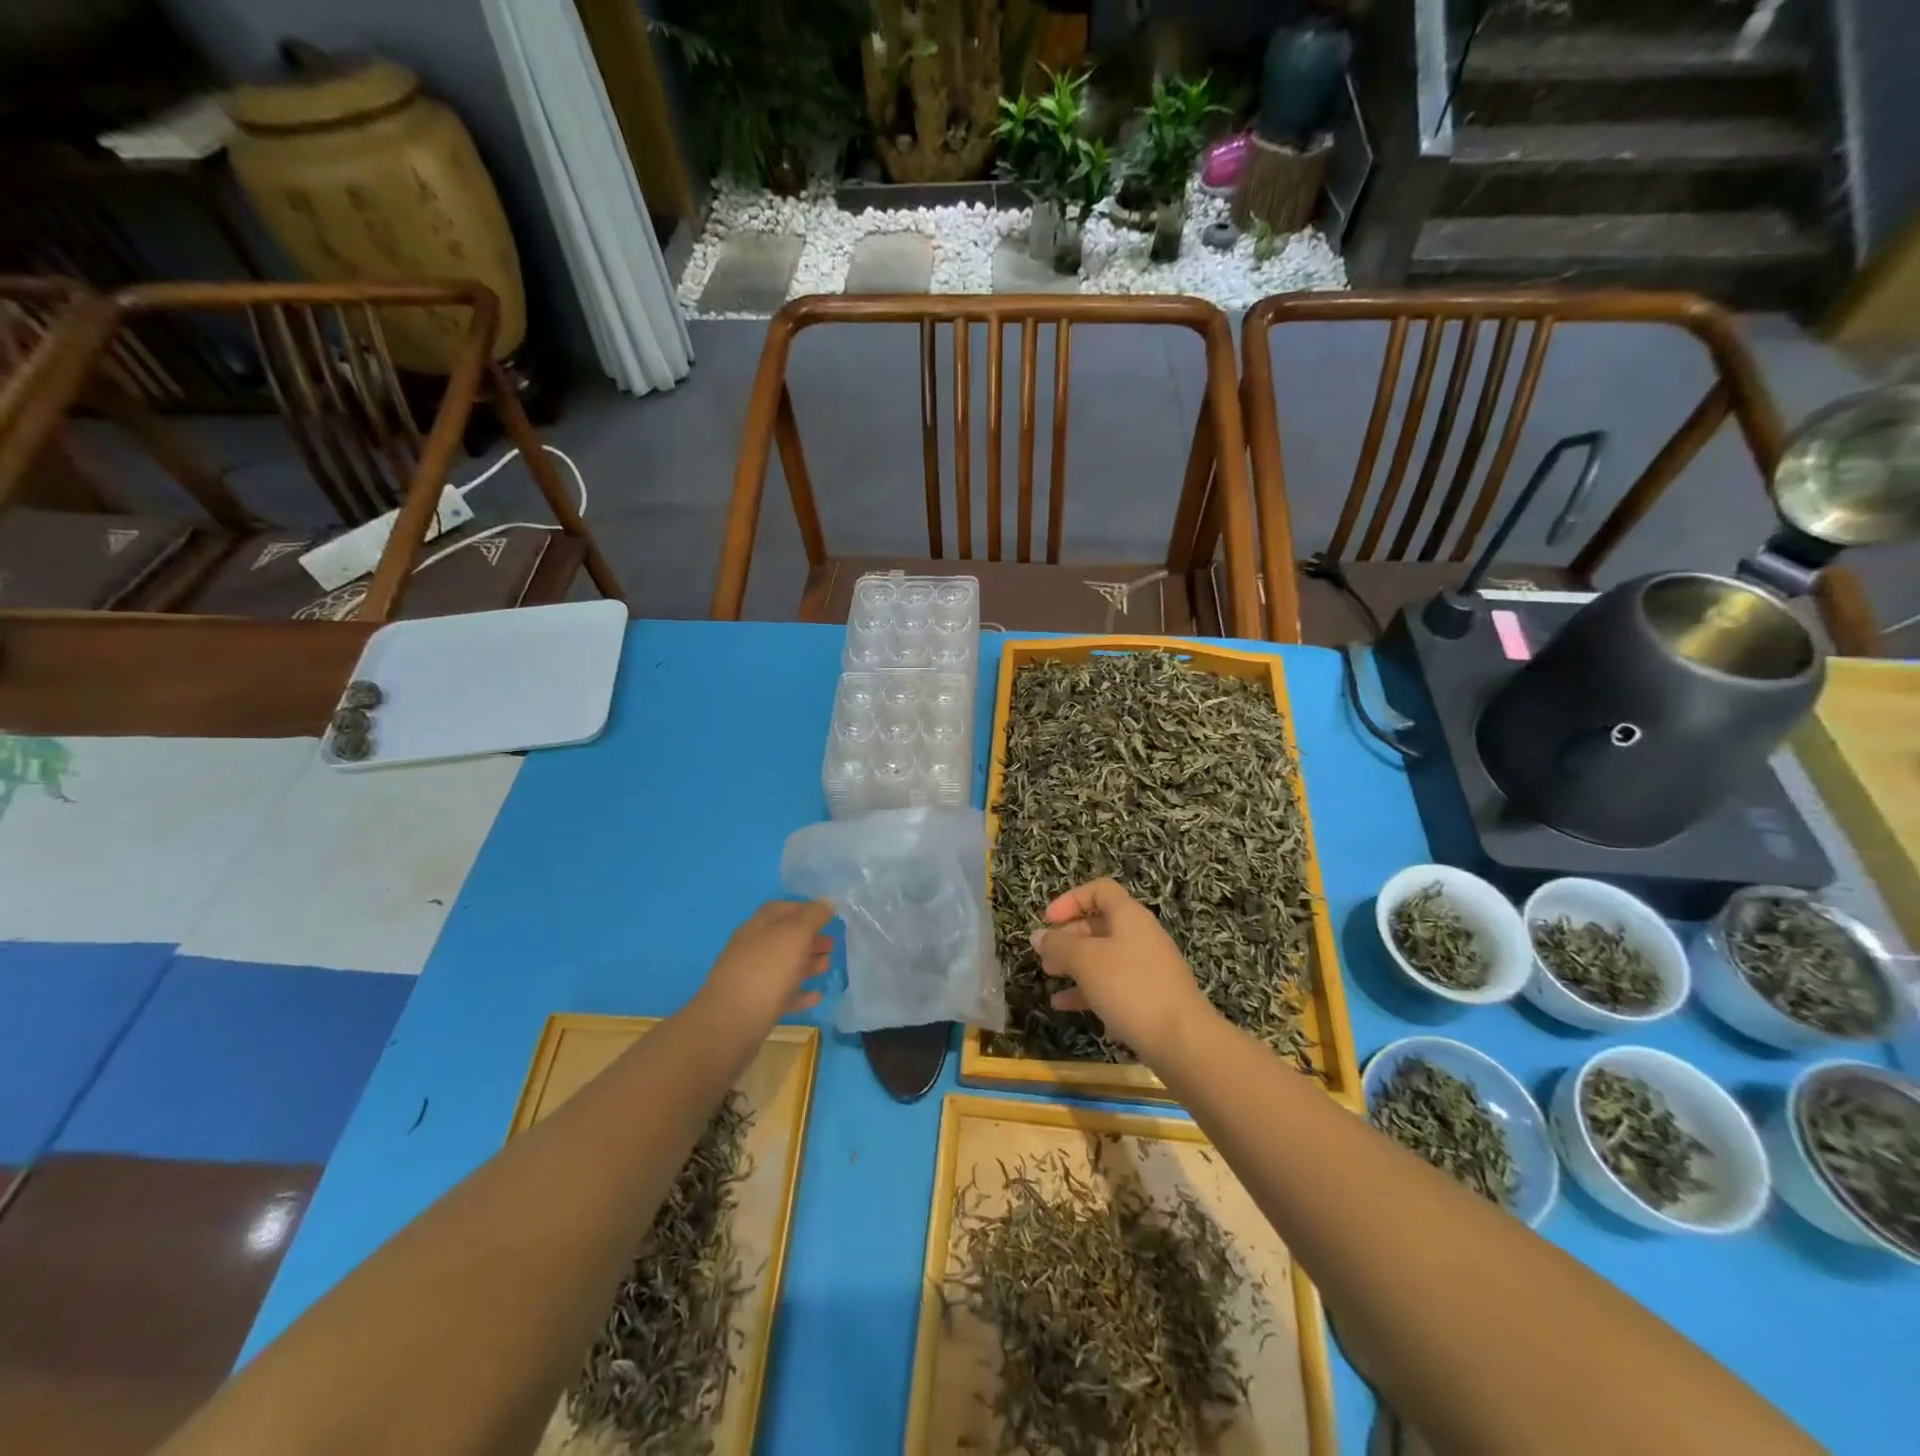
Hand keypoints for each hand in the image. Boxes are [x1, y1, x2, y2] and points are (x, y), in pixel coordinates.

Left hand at [696, 900, 833, 1030]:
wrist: (732, 1021)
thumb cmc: (767, 969)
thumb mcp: (796, 933)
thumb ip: (813, 915)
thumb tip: (827, 902)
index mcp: (760, 925)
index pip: (783, 908)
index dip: (806, 909)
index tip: (829, 917)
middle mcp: (754, 947)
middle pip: (786, 937)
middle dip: (810, 939)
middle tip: (832, 945)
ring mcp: (753, 977)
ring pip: (785, 965)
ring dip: (807, 964)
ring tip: (827, 966)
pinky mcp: (756, 1005)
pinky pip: (783, 994)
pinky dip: (800, 992)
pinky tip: (816, 996)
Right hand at [1030, 878, 1213, 1064]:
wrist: (1182, 1041)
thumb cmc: (1131, 988)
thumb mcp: (1087, 961)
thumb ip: (1059, 945)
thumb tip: (1038, 935)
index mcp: (1129, 916)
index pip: (1100, 890)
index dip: (1071, 900)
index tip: (1048, 920)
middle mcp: (1140, 936)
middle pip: (1099, 923)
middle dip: (1068, 936)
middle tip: (1044, 953)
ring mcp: (1147, 968)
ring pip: (1103, 956)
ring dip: (1074, 963)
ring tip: (1049, 976)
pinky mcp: (1148, 997)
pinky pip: (1112, 984)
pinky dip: (1087, 989)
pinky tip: (1064, 1005)